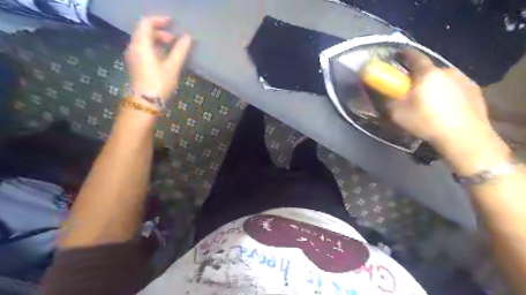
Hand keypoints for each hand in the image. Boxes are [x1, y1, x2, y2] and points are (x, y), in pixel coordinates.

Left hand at [125, 16, 191, 103]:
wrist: (145, 103)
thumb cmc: (159, 83)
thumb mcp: (172, 67)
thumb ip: (180, 50)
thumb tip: (188, 37)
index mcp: (141, 45)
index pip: (146, 23)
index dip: (159, 20)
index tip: (173, 23)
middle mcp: (133, 48)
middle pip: (144, 32)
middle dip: (160, 32)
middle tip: (175, 39)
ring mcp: (133, 57)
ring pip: (144, 42)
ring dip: (158, 41)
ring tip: (172, 49)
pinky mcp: (135, 66)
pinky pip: (144, 50)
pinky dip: (154, 49)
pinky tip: (165, 58)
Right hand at [386, 49, 493, 151]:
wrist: (464, 137)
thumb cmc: (427, 122)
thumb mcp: (398, 114)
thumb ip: (388, 100)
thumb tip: (383, 92)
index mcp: (428, 74)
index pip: (415, 57)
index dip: (405, 54)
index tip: (399, 54)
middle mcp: (447, 71)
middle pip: (428, 70)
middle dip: (419, 77)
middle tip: (412, 90)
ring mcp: (464, 79)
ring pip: (443, 79)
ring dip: (434, 85)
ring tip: (430, 101)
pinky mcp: (475, 90)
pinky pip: (455, 87)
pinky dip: (448, 92)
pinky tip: (446, 107)